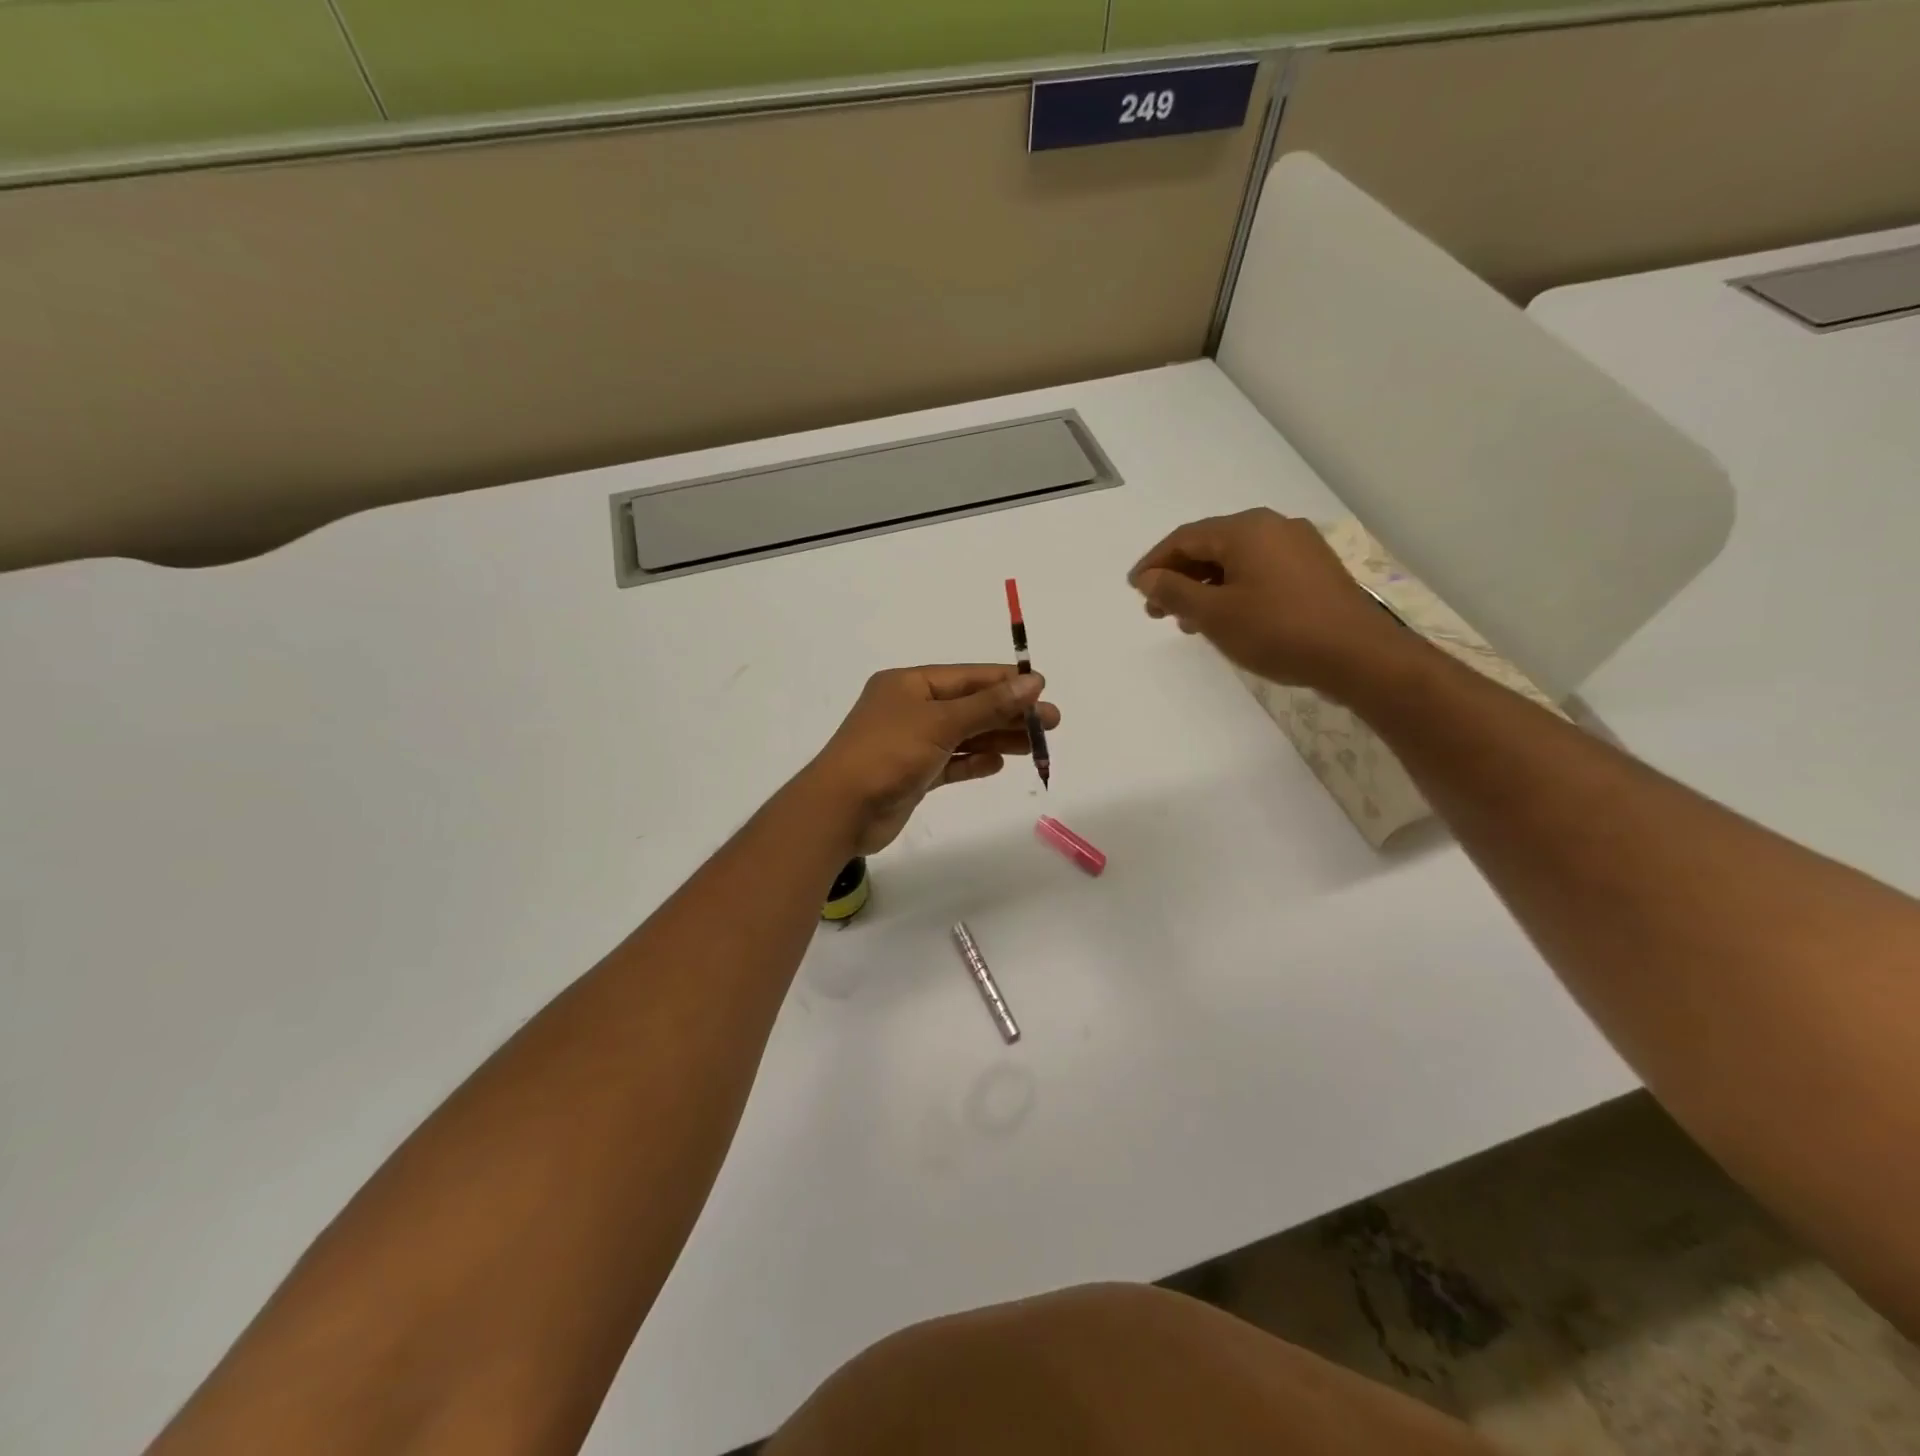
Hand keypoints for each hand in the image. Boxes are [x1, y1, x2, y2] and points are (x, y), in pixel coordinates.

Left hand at [804, 665, 1061, 855]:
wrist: (841, 810)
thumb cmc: (888, 754)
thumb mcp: (940, 723)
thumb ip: (988, 704)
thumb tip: (1032, 682)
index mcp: (909, 685)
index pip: (967, 677)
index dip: (1005, 682)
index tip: (1042, 688)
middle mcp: (910, 709)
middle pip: (969, 706)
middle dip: (1009, 713)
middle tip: (1051, 722)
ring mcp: (911, 743)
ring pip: (964, 736)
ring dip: (997, 737)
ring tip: (1035, 745)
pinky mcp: (913, 775)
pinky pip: (951, 764)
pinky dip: (973, 762)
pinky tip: (998, 763)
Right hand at [1129, 509, 1411, 697]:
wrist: (1357, 655)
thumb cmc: (1277, 631)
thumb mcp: (1215, 615)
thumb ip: (1175, 592)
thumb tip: (1148, 578)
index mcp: (1246, 529)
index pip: (1184, 538)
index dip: (1154, 563)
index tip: (1134, 589)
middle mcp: (1273, 527)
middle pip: (1211, 546)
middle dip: (1179, 577)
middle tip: (1156, 610)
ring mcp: (1298, 547)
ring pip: (1236, 561)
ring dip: (1205, 587)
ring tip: (1187, 620)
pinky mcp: (1314, 571)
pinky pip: (1260, 571)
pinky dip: (1234, 589)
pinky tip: (1227, 618)